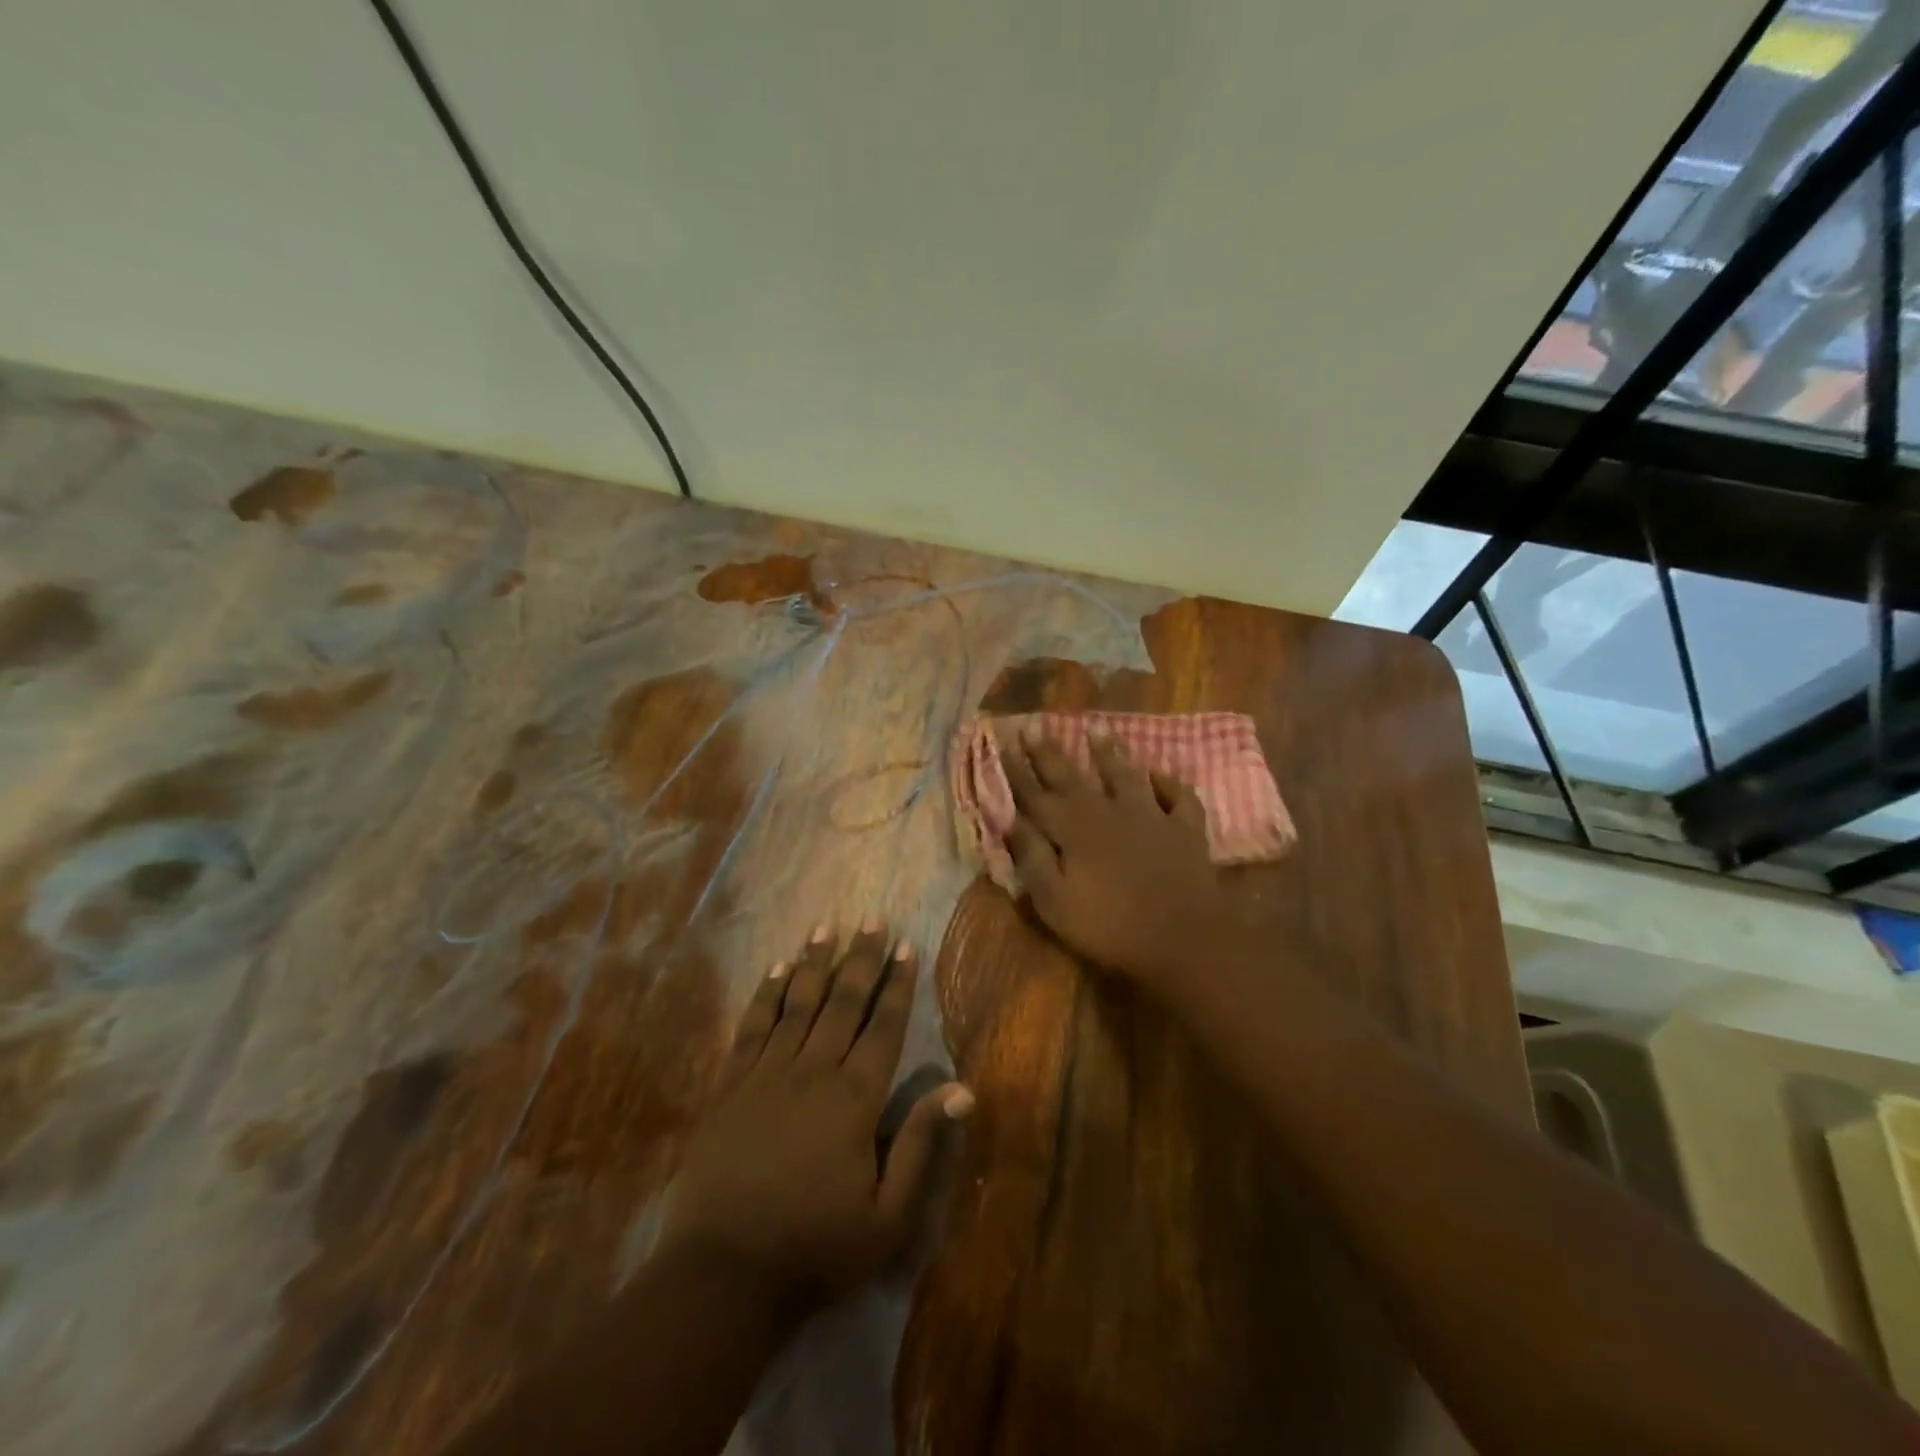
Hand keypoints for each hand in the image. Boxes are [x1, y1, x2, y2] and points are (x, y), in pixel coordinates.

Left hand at [657, 921, 973, 1314]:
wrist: (722, 1274)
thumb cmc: (815, 1248)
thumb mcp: (887, 1217)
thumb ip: (921, 1146)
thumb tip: (961, 1089)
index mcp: (854, 1098)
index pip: (883, 1026)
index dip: (898, 983)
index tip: (907, 944)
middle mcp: (813, 1071)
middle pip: (842, 1002)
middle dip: (861, 958)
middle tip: (873, 919)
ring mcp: (767, 1074)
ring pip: (797, 1003)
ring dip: (814, 963)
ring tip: (827, 927)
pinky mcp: (730, 1086)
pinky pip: (752, 1026)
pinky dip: (766, 994)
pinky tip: (776, 969)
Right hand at [1001, 728, 1236, 1000]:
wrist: (1184, 939)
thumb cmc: (1110, 927)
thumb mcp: (1055, 903)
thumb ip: (1032, 859)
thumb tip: (1012, 822)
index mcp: (1073, 830)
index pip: (1036, 794)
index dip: (1017, 770)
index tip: (1004, 742)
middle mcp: (1108, 812)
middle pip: (1072, 776)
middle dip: (1049, 751)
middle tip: (1034, 724)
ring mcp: (1150, 816)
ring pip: (1125, 775)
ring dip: (1109, 752)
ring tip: (1097, 728)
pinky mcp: (1184, 829)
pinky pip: (1178, 797)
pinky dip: (1168, 783)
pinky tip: (1160, 774)